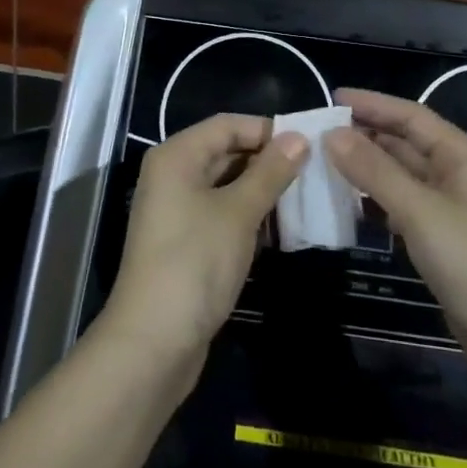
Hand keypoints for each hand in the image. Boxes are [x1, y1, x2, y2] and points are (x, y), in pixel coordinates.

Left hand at [97, 114, 306, 385]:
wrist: (153, 342)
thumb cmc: (195, 263)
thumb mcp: (238, 213)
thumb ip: (270, 173)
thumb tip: (298, 138)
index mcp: (177, 156)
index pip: (227, 125)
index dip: (266, 130)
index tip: (308, 145)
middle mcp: (172, 175)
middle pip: (226, 152)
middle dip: (268, 161)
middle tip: (314, 173)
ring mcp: (176, 211)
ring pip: (226, 186)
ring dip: (262, 191)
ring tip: (305, 200)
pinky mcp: (185, 243)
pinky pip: (221, 214)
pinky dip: (249, 216)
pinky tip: (281, 230)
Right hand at [325, 90, 466, 394]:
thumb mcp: (421, 213)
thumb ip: (375, 171)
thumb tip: (332, 134)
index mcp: (462, 156)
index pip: (411, 116)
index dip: (372, 104)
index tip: (331, 98)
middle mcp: (458, 174)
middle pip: (405, 143)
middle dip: (364, 135)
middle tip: (317, 132)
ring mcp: (452, 209)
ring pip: (402, 175)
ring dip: (367, 168)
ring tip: (323, 162)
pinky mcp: (445, 240)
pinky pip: (404, 206)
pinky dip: (377, 200)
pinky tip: (349, 204)